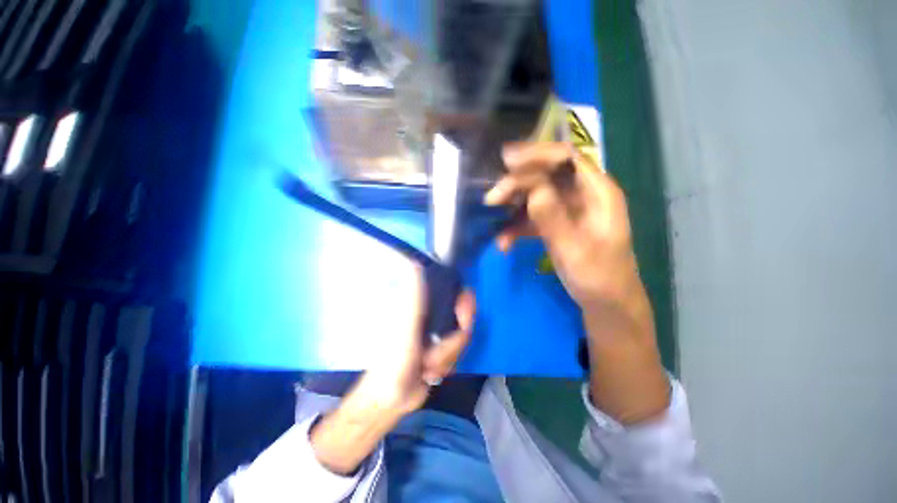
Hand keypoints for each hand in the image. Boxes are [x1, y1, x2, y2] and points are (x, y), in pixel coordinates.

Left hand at [356, 263, 475, 417]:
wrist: (394, 398)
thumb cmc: (394, 362)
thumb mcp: (404, 330)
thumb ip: (412, 300)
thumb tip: (414, 263)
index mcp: (422, 302)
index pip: (453, 290)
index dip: (465, 303)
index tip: (464, 320)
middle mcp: (432, 311)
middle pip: (464, 316)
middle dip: (454, 343)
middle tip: (435, 358)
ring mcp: (439, 329)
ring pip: (464, 335)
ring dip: (448, 356)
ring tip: (427, 366)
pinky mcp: (444, 346)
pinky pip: (461, 349)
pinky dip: (450, 362)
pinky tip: (433, 371)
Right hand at [485, 141, 668, 423]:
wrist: (606, 303)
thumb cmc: (599, 277)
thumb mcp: (575, 249)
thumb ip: (553, 218)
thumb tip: (532, 187)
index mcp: (597, 192)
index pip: (566, 158)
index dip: (536, 154)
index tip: (506, 162)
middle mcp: (582, 194)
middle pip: (545, 175)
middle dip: (517, 184)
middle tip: (492, 198)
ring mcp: (567, 210)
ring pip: (534, 195)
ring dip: (512, 206)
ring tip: (494, 217)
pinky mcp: (556, 224)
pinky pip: (531, 217)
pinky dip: (515, 227)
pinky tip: (503, 242)